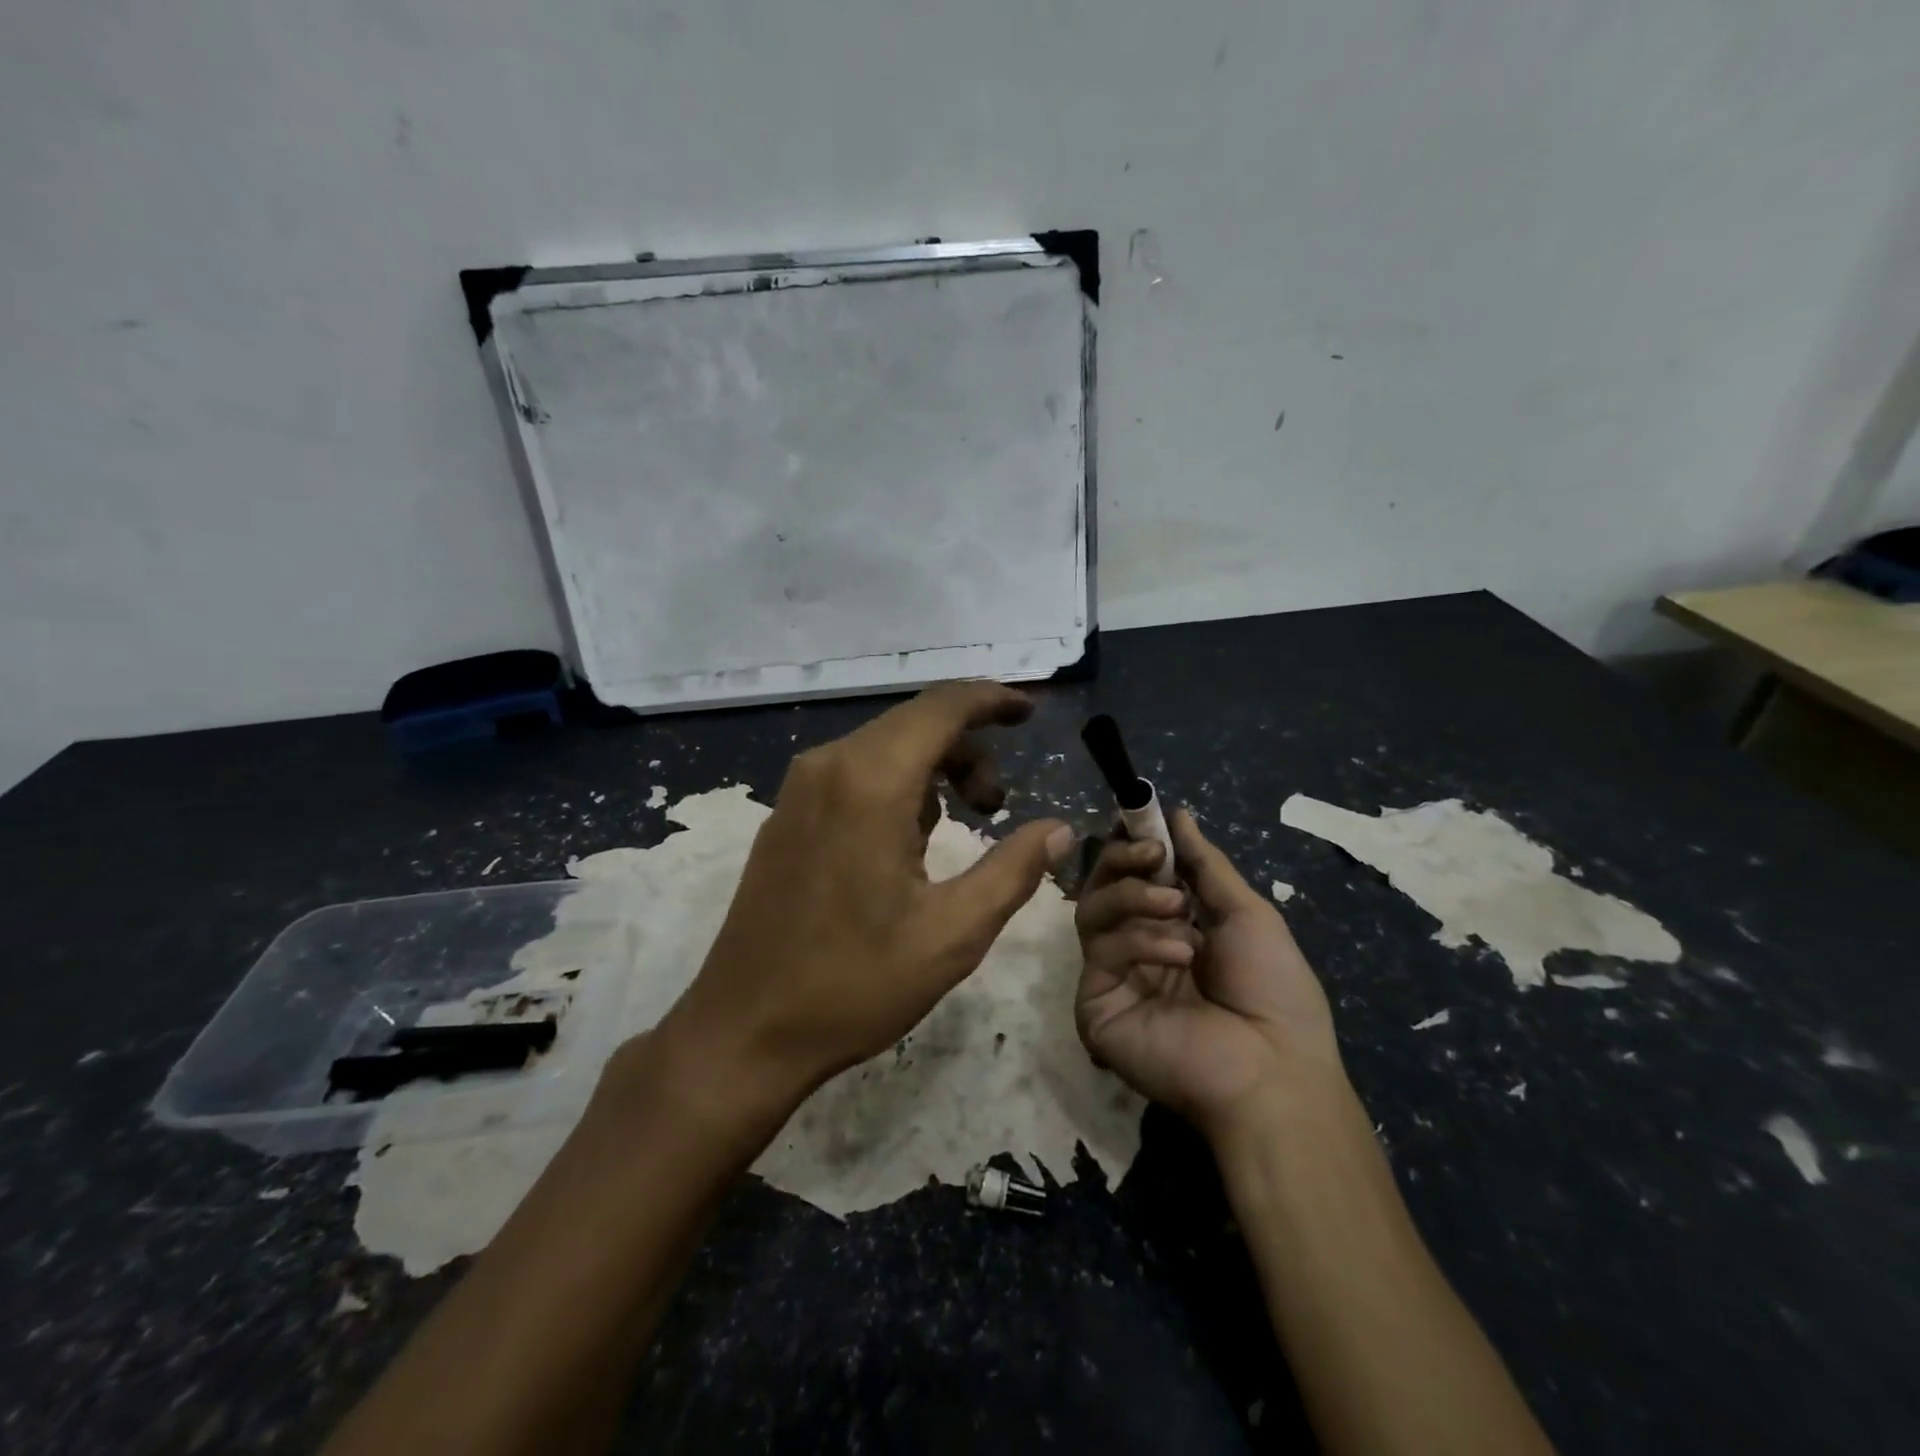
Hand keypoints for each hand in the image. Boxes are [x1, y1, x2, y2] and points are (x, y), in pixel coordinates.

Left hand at [661, 682, 1070, 1110]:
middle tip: (998, 805)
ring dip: (933, 770)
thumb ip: (1013, 870)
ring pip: (885, 747)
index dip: (992, 700)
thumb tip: (1060, 830)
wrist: (744, 1030)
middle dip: (969, 749)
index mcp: (870, 782)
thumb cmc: (854, 984)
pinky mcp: (786, 814)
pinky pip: (855, 773)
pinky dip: (897, 786)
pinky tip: (906, 844)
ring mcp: (799, 789)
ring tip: (958, 830)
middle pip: (915, 722)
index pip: (943, 708)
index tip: (1029, 713)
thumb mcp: (952, 933)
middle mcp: (829, 766)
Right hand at [1074, 808, 1342, 1137]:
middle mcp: (1135, 948)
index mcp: (1170, 928)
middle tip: (1154, 855)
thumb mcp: (1247, 914)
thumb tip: (1178, 814)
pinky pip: (1100, 951)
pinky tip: (1179, 952)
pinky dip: (1138, 939)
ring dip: (1134, 896)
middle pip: (1101, 887)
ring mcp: (1112, 977)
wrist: (1273, 1069)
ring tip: (1178, 910)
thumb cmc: (1273, 990)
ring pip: (1091, 911)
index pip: (1131, 876)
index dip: (1132, 846)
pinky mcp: (1094, 1004)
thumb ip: (1205, 864)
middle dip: (1125, 860)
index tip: (1143, 822)